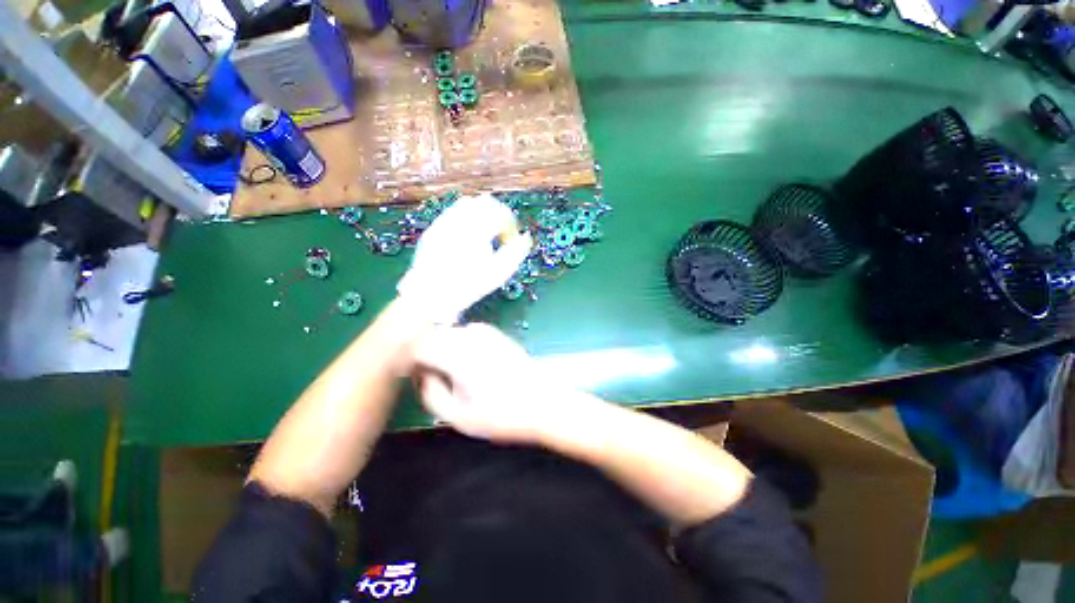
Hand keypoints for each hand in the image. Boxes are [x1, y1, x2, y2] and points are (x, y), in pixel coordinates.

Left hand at [397, 194, 532, 324]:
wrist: (431, 296)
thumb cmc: (469, 286)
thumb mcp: (499, 273)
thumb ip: (516, 253)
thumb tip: (526, 237)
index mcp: (478, 229)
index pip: (502, 213)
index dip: (511, 225)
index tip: (511, 241)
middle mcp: (460, 220)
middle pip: (486, 202)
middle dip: (498, 214)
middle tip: (501, 233)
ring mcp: (444, 222)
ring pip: (468, 203)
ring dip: (481, 213)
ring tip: (484, 234)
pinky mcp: (433, 228)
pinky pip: (452, 212)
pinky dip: (465, 218)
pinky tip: (466, 237)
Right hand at [412, 323, 576, 444]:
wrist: (543, 404)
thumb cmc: (501, 415)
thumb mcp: (458, 417)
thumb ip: (430, 393)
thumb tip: (420, 373)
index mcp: (458, 355)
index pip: (418, 345)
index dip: (410, 360)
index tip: (414, 377)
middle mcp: (471, 336)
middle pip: (434, 335)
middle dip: (426, 354)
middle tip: (433, 379)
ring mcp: (486, 332)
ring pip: (450, 332)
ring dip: (444, 348)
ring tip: (453, 374)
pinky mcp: (497, 333)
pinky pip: (467, 333)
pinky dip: (460, 345)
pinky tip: (471, 364)